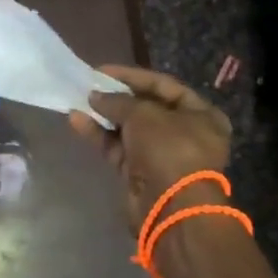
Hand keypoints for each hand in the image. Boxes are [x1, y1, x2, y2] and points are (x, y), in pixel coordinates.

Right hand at [68, 65, 231, 230]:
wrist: (171, 207)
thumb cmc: (169, 148)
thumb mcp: (144, 114)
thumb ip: (117, 101)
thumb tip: (95, 97)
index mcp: (201, 115)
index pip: (163, 86)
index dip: (132, 76)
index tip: (102, 70)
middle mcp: (185, 133)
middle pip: (145, 108)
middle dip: (115, 97)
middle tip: (89, 86)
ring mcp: (162, 155)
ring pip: (128, 129)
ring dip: (103, 115)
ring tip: (77, 101)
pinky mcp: (140, 173)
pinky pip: (118, 148)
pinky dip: (99, 135)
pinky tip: (77, 120)